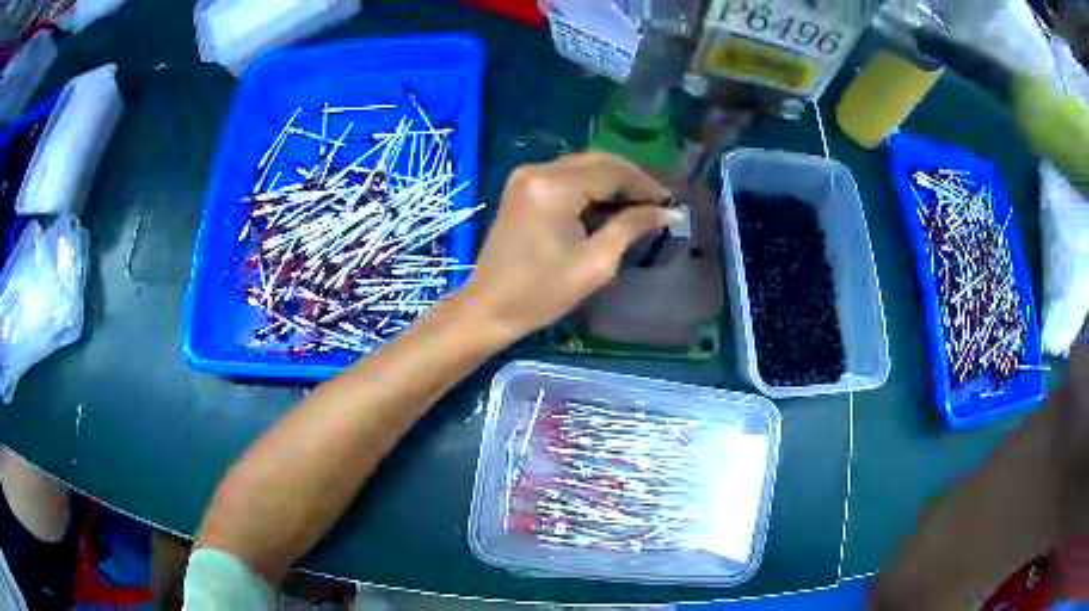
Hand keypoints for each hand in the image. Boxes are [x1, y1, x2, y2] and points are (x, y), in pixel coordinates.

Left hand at [459, 152, 679, 343]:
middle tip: (658, 202)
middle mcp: (538, 171)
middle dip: (630, 179)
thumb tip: (668, 211)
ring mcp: (526, 177)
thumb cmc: (541, 293)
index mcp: (553, 187)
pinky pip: (566, 177)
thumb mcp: (595, 263)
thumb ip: (631, 227)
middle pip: (597, 161)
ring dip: (612, 182)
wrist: (488, 308)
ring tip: (640, 205)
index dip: (644, 184)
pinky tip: (609, 206)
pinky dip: (590, 188)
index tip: (670, 202)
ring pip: (582, 167)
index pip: (611, 171)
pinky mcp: (522, 188)